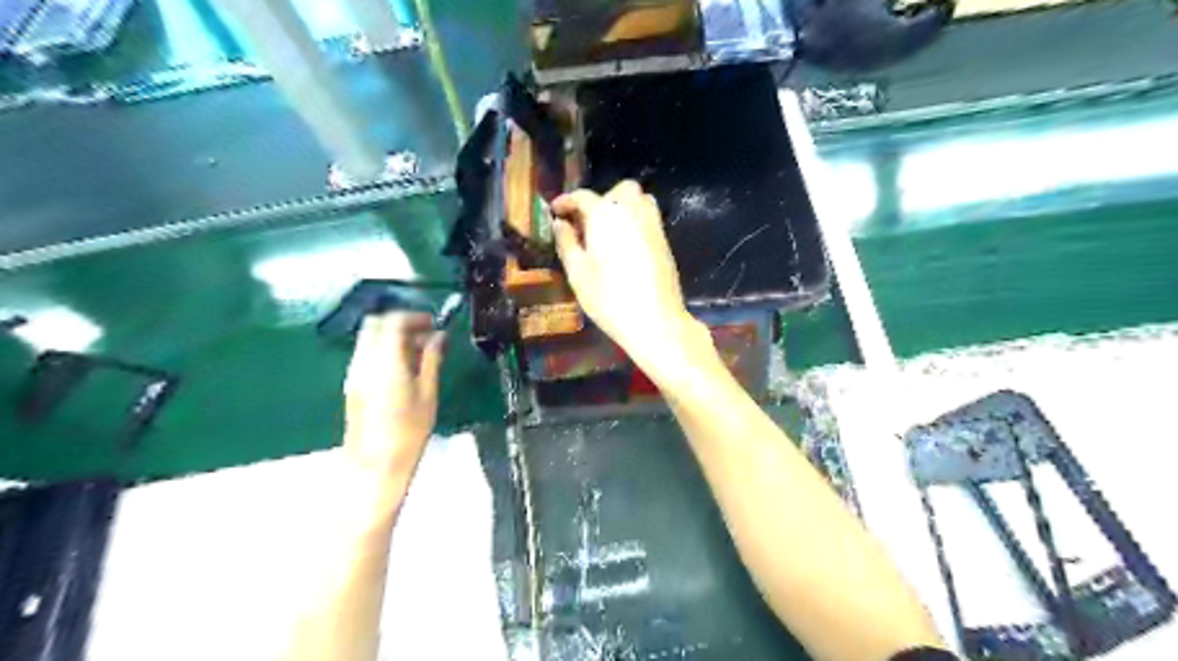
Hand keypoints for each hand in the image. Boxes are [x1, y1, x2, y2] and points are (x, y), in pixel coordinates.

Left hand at [346, 313, 446, 476]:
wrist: (376, 463)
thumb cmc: (409, 430)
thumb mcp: (428, 392)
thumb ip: (431, 359)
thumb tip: (438, 337)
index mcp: (385, 360)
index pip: (393, 321)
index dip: (414, 316)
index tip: (433, 323)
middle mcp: (364, 360)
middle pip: (375, 324)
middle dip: (400, 322)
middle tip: (425, 334)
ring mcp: (355, 372)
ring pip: (370, 339)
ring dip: (393, 337)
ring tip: (420, 352)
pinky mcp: (354, 385)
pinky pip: (368, 354)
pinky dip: (385, 351)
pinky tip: (405, 368)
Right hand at [557, 180, 707, 376]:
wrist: (656, 320)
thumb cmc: (609, 299)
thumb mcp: (578, 273)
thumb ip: (567, 243)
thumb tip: (560, 223)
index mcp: (605, 216)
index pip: (584, 197)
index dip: (567, 201)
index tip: (555, 211)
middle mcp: (632, 212)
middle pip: (619, 190)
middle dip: (601, 199)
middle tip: (585, 222)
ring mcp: (652, 225)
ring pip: (639, 199)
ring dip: (622, 205)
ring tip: (606, 231)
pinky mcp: (664, 241)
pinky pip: (649, 217)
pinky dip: (635, 219)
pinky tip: (624, 244)